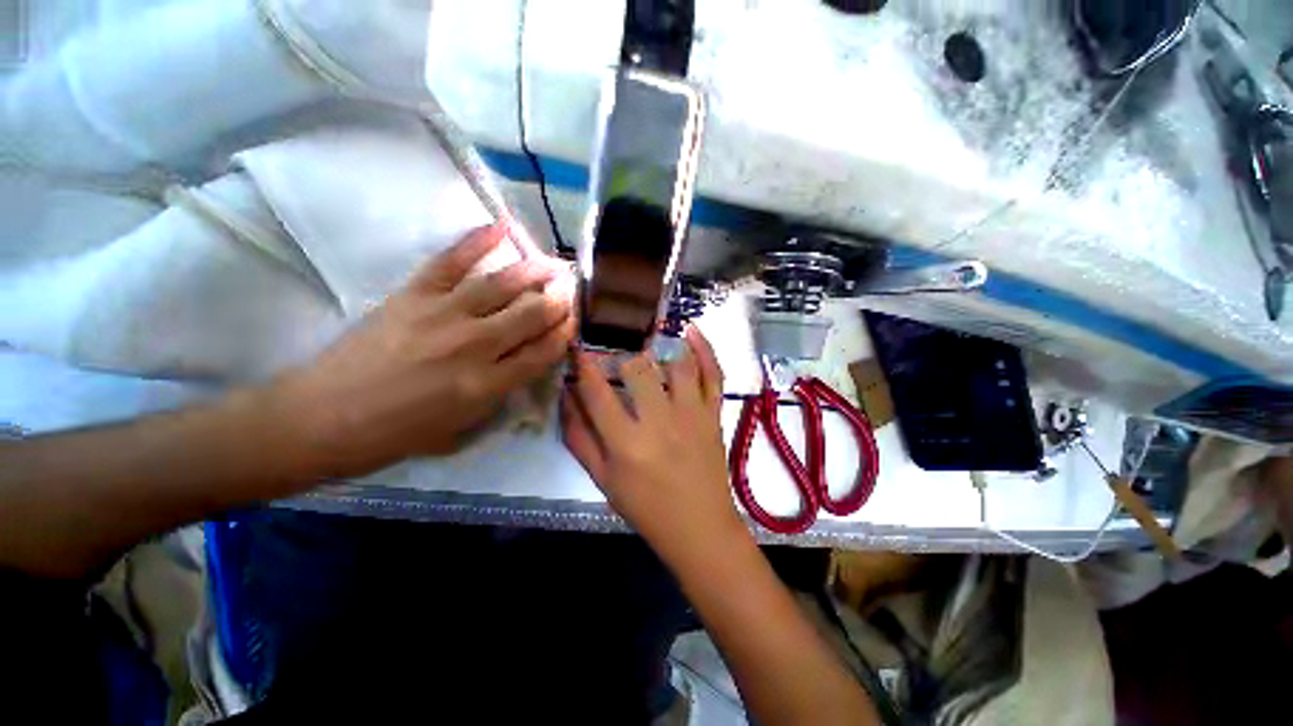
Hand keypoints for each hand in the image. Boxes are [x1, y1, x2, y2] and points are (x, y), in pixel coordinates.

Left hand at [276, 224, 574, 478]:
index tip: (575, 320)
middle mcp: (474, 346)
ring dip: (535, 271)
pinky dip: (477, 241)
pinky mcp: (414, 294)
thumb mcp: (462, 429)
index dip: (565, 333)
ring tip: (555, 263)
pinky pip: (452, 260)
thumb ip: (501, 394)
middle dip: (558, 300)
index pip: (543, 352)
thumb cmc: (397, 433)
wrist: (324, 417)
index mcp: (487, 386)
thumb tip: (526, 362)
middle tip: (572, 288)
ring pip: (503, 285)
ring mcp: (443, 314)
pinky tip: (501, 226)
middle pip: (531, 315)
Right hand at [562, 327, 748, 564]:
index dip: (583, 364)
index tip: (577, 347)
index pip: (597, 391)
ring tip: (646, 335)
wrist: (699, 526)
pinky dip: (705, 349)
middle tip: (614, 350)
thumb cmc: (645, 506)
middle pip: (637, 369)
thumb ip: (579, 437)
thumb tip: (566, 395)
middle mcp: (659, 421)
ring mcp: (692, 414)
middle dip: (620, 353)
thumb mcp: (601, 479)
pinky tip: (691, 330)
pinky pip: (713, 374)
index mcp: (626, 442)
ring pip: (676, 364)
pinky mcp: (714, 414)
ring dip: (659, 344)